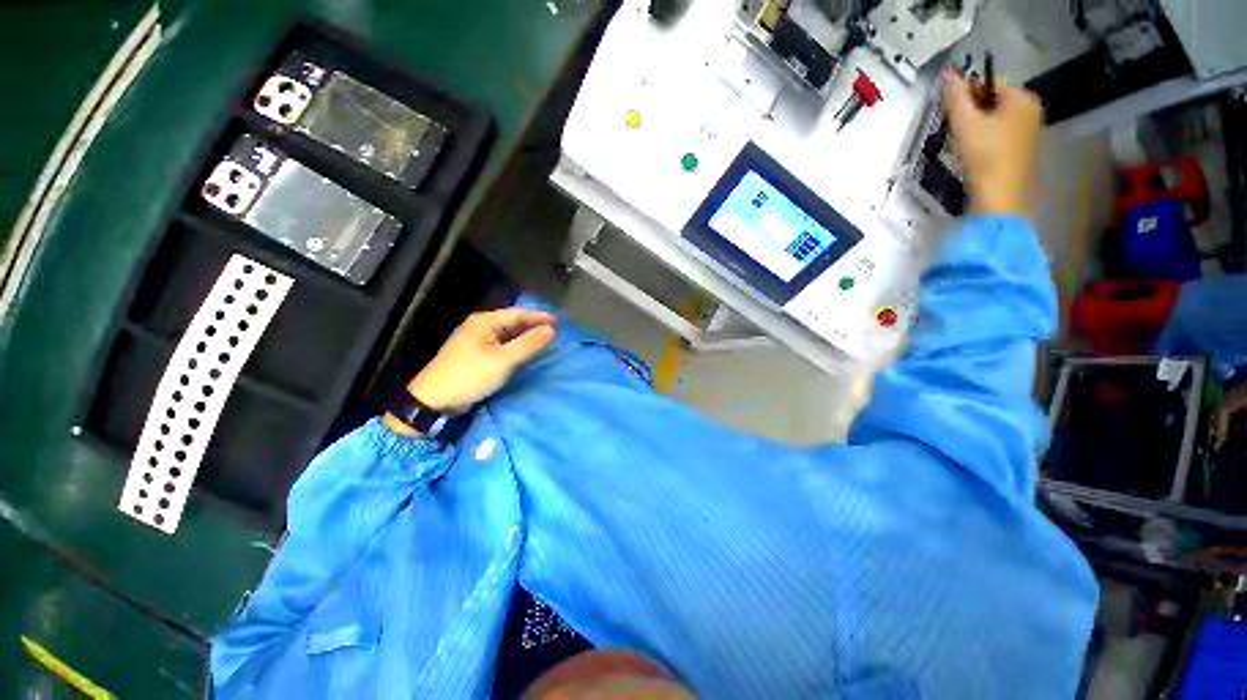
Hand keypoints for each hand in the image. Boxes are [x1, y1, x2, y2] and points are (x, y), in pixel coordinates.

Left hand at [402, 308, 555, 416]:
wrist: (434, 398)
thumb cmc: (469, 376)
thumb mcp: (502, 361)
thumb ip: (528, 345)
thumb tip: (550, 330)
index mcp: (484, 321)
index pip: (517, 313)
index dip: (539, 317)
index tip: (559, 323)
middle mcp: (477, 326)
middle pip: (510, 322)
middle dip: (531, 327)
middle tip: (553, 334)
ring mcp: (472, 342)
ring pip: (503, 336)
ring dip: (521, 340)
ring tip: (541, 345)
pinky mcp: (469, 357)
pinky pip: (496, 348)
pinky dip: (510, 350)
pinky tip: (520, 358)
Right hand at [942, 69, 1043, 215]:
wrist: (1002, 207)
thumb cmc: (985, 155)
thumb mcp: (962, 116)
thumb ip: (954, 88)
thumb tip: (949, 72)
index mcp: (1022, 99)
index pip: (987, 80)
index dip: (969, 91)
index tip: (957, 108)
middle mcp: (1033, 115)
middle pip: (995, 100)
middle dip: (976, 107)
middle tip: (961, 125)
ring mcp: (1034, 139)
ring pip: (999, 119)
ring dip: (982, 125)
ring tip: (970, 142)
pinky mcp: (1029, 159)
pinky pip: (1006, 138)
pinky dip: (992, 141)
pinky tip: (982, 156)